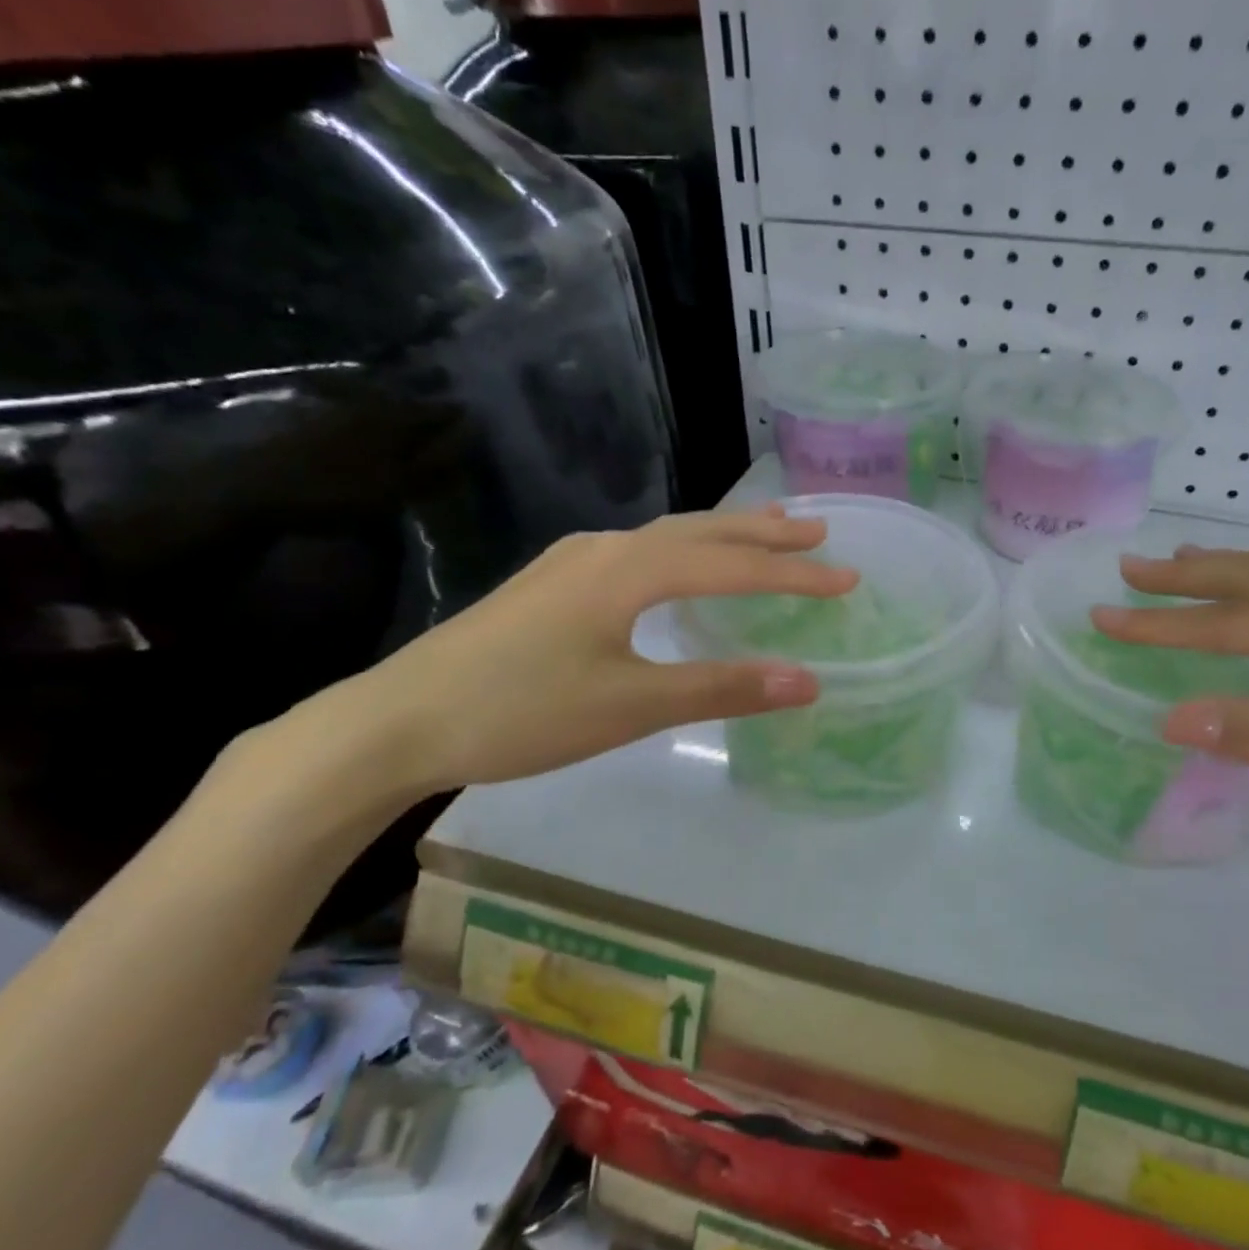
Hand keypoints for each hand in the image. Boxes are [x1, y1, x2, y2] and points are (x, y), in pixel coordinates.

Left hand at [316, 508, 855, 798]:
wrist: (399, 720)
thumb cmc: (521, 711)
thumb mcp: (632, 705)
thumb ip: (721, 688)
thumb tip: (807, 680)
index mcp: (630, 570)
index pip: (733, 566)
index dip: (795, 574)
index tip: (848, 579)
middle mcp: (605, 549)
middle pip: (701, 532)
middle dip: (764, 533)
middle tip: (818, 530)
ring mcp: (572, 562)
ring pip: (666, 538)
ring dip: (720, 536)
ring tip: (764, 536)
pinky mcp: (551, 585)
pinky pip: (638, 553)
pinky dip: (681, 553)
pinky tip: (676, 569)